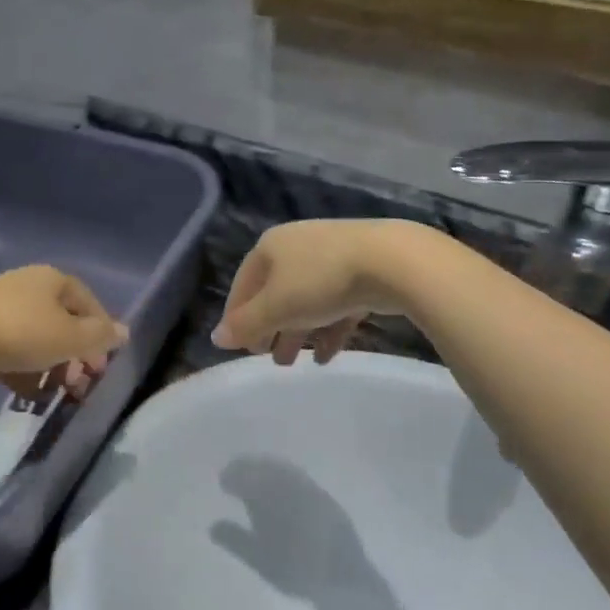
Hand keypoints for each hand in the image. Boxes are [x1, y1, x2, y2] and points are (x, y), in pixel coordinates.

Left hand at [0, 266, 126, 401]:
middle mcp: (28, 285)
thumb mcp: (71, 338)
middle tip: (81, 384)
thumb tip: (124, 332)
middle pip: (62, 321)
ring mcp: (0, 305)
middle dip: (75, 355)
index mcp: (53, 279)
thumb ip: (101, 336)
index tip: (104, 364)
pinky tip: (28, 392)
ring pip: (37, 337)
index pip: (89, 303)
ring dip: (52, 366)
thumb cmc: (23, 333)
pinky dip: (24, 369)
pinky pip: (12, 349)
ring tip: (56, 392)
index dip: (101, 333)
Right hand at [211, 221, 408, 365]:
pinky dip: (328, 329)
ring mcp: (333, 256)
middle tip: (267, 357)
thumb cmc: (321, 281)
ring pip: (307, 301)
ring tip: (294, 363)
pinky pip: (337, 304)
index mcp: (270, 247)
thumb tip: (216, 338)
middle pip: (275, 293)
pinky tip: (326, 356)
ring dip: (298, 333)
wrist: (393, 262)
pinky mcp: (363, 271)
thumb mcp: (276, 307)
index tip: (240, 347)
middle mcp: (297, 247)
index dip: (238, 317)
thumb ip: (245, 324)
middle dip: (271, 328)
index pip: (243, 284)